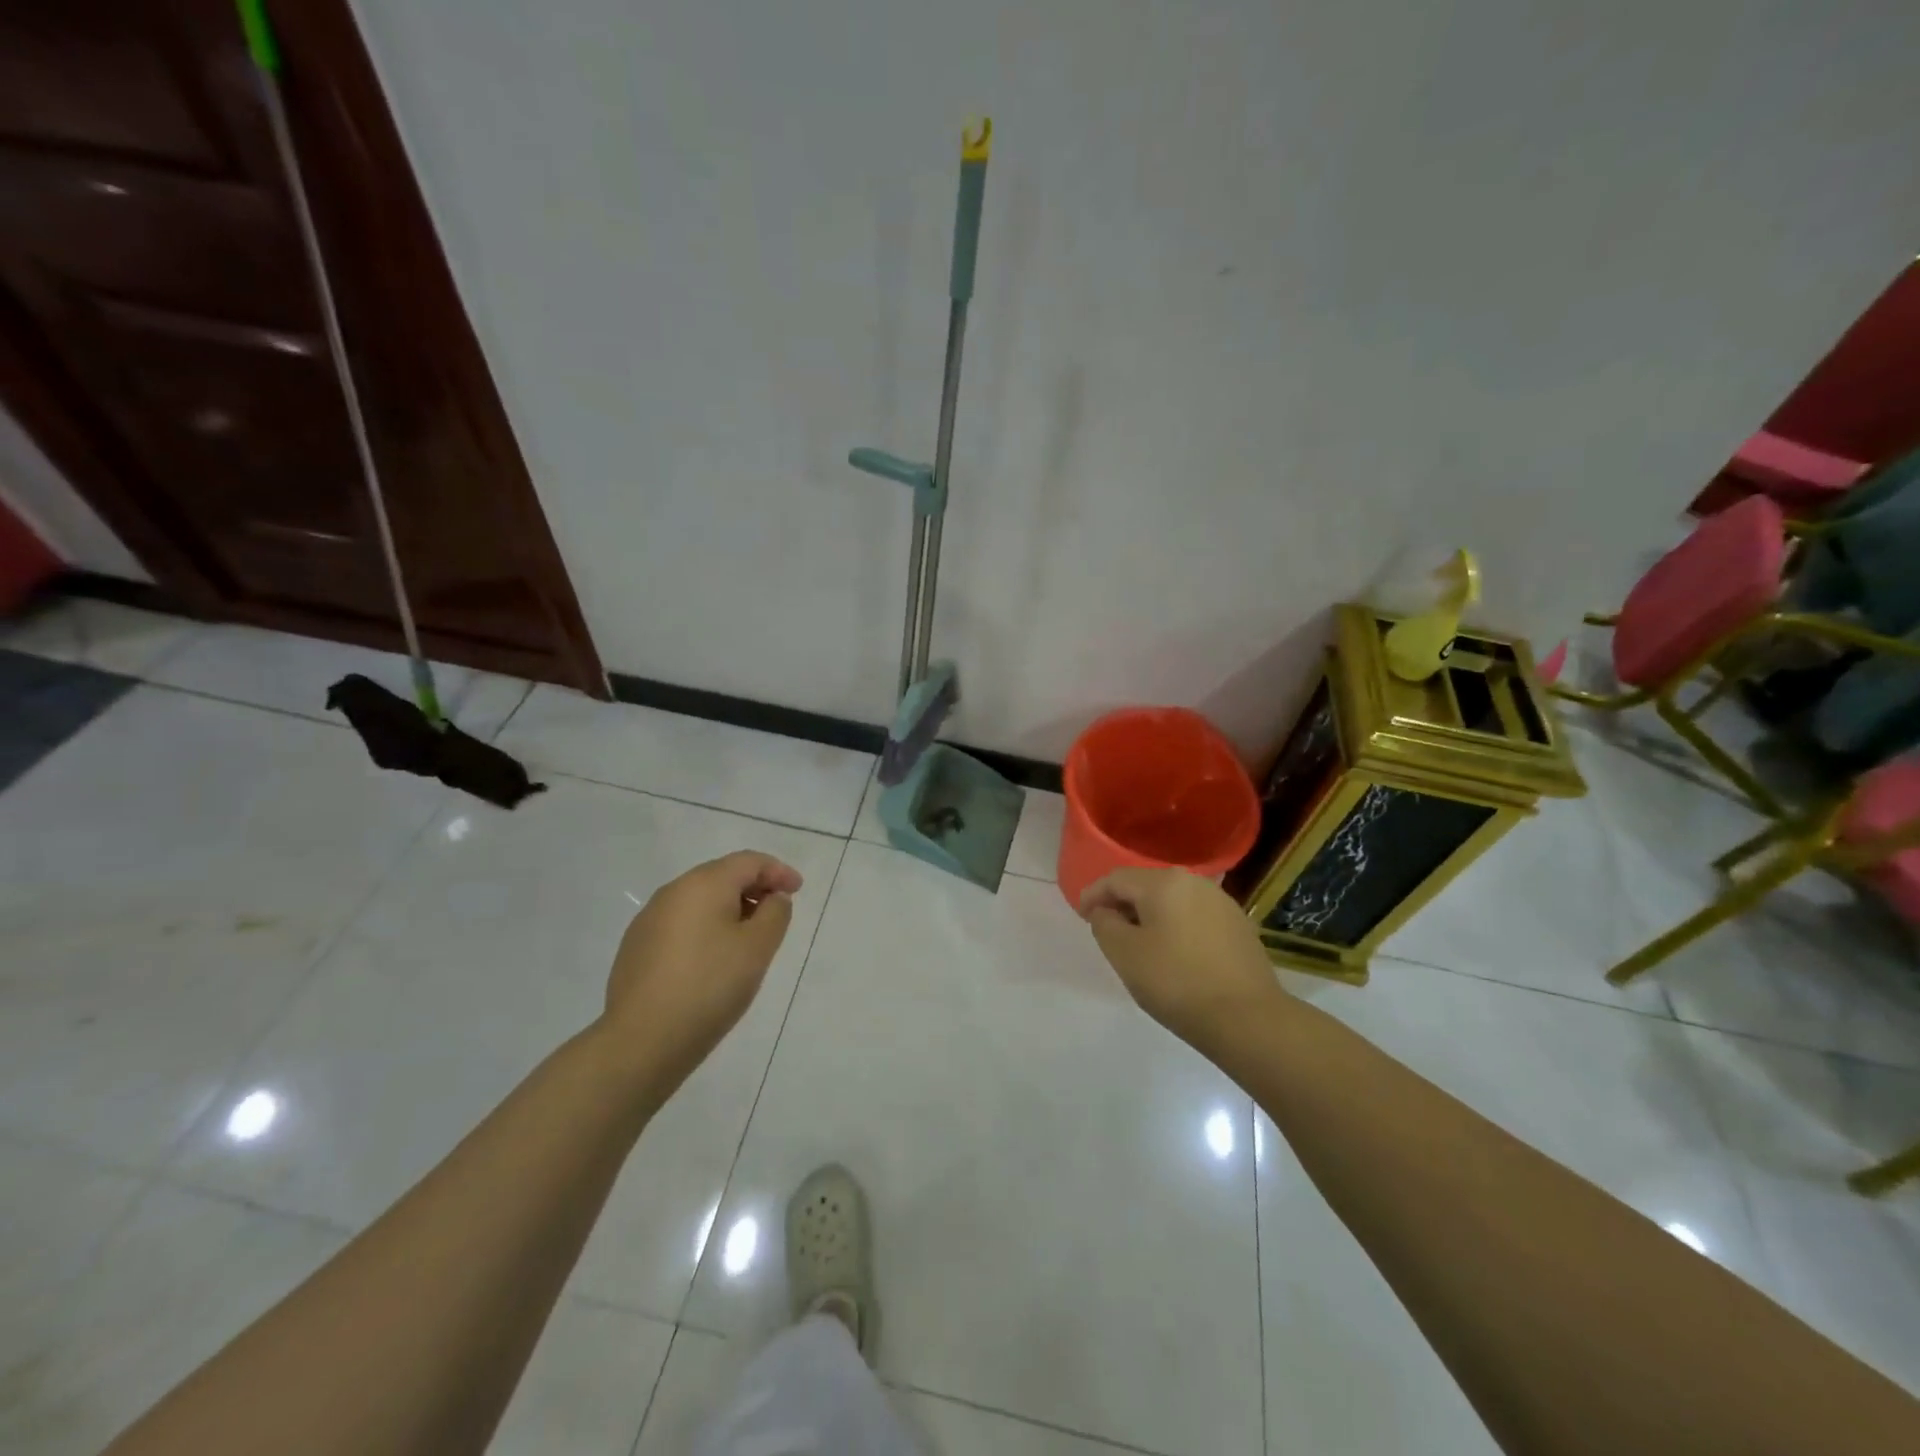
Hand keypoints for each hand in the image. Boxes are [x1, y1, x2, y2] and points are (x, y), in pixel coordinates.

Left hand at [601, 851, 802, 1096]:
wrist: (642, 1041)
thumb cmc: (710, 986)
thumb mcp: (758, 948)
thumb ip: (775, 914)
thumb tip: (772, 899)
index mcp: (704, 884)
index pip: (749, 861)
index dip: (778, 871)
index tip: (798, 891)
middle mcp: (672, 892)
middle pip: (722, 876)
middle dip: (754, 888)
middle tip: (777, 913)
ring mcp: (649, 920)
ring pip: (699, 901)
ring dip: (729, 909)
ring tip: (749, 939)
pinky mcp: (636, 948)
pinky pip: (681, 924)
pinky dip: (706, 929)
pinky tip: (713, 959)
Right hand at [1078, 868, 1281, 1049]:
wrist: (1247, 1019)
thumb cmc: (1176, 982)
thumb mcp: (1124, 954)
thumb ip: (1104, 924)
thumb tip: (1106, 911)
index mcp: (1163, 882)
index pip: (1116, 879)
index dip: (1093, 895)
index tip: (1081, 916)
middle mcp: (1194, 882)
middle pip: (1146, 885)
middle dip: (1122, 904)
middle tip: (1107, 929)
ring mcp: (1221, 903)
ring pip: (1173, 901)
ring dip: (1151, 916)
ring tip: (1139, 944)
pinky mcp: (1239, 926)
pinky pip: (1195, 917)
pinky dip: (1176, 928)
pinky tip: (1174, 954)